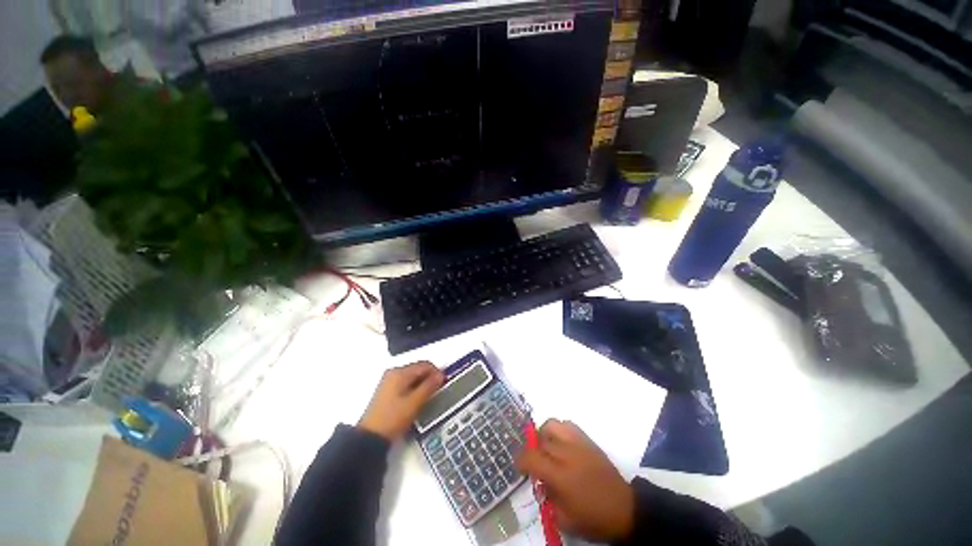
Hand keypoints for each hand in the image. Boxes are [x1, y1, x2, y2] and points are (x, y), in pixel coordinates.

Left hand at [358, 361, 444, 440]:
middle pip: (418, 369)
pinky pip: (406, 383)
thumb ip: (429, 386)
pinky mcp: (387, 391)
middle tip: (438, 391)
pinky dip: (414, 388)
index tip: (444, 383)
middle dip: (429, 378)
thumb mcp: (414, 402)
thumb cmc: (394, 418)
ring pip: (412, 377)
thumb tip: (440, 375)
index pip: (424, 364)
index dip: (436, 372)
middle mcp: (393, 372)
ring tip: (429, 397)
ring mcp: (389, 381)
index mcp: (400, 372)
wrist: (370, 438)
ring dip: (422, 384)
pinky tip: (417, 400)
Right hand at [516, 419, 634, 542]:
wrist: (624, 509)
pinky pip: (568, 424)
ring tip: (548, 447)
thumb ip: (547, 497)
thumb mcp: (564, 519)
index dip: (521, 460)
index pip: (532, 457)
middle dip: (533, 451)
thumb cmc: (593, 518)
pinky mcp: (588, 440)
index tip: (520, 467)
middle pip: (540, 441)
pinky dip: (560, 430)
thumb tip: (540, 481)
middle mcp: (567, 454)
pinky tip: (562, 443)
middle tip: (537, 463)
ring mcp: (578, 443)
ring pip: (552, 425)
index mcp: (560, 476)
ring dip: (544, 434)